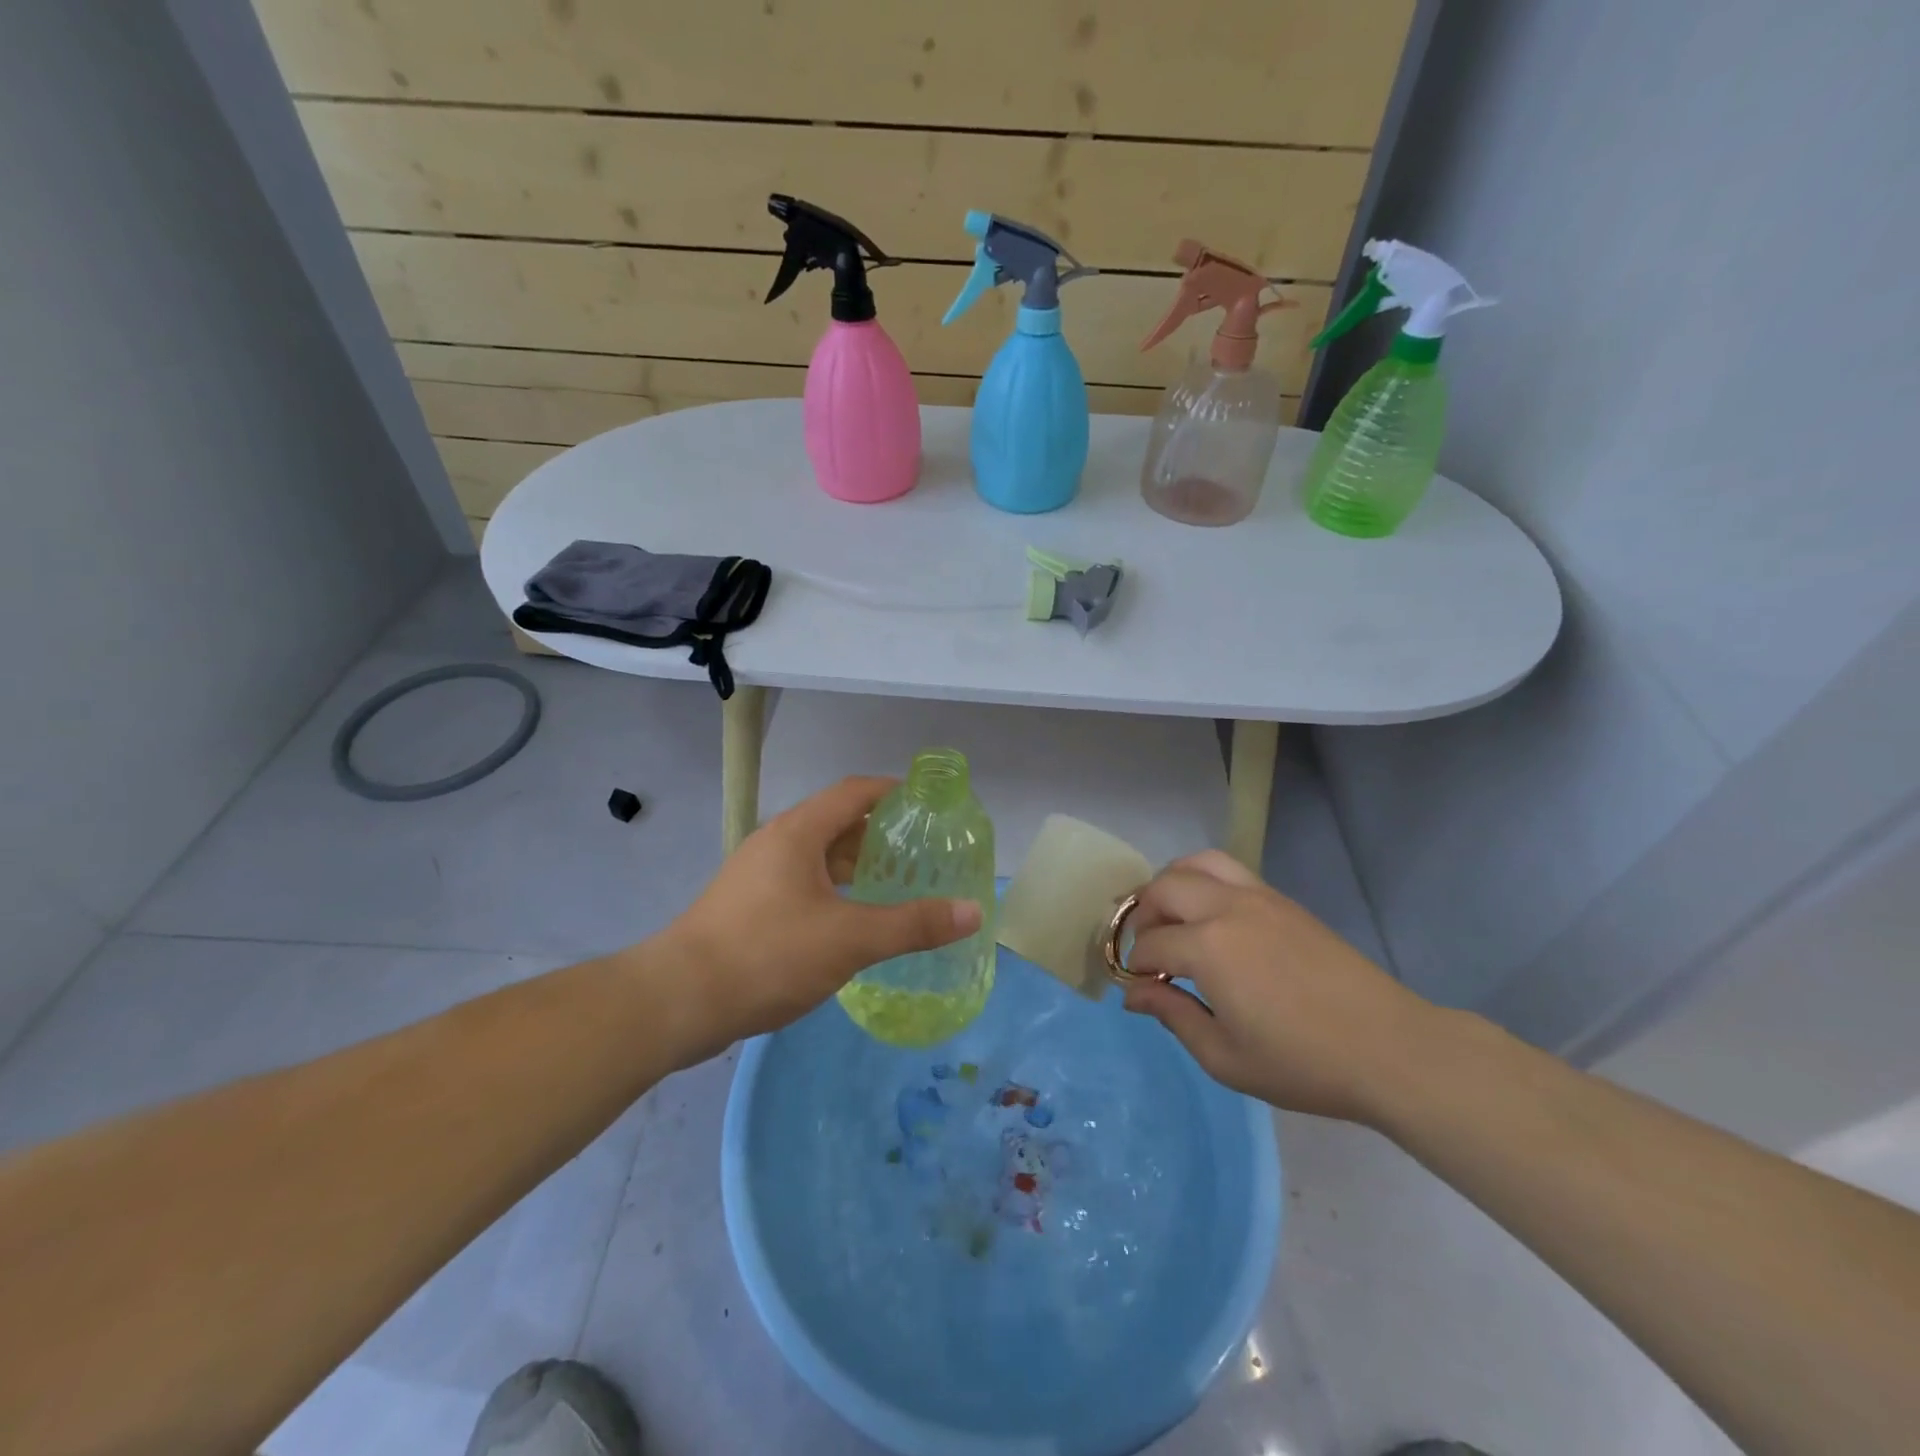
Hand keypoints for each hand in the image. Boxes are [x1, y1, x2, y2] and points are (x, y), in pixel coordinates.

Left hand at [659, 776, 982, 1063]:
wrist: (678, 1001)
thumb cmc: (768, 954)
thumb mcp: (850, 939)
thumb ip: (913, 924)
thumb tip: (973, 911)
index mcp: (798, 832)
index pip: (854, 792)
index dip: (893, 791)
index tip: (929, 804)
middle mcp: (776, 843)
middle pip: (837, 823)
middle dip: (880, 835)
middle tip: (922, 855)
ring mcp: (757, 875)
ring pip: (818, 857)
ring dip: (856, 867)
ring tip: (896, 888)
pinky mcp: (747, 907)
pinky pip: (802, 884)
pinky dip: (834, 892)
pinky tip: (852, 923)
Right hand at [1121, 850, 1440, 1124]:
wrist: (1389, 1048)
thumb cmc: (1302, 1063)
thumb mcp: (1225, 1057)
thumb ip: (1173, 1016)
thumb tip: (1134, 994)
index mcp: (1208, 948)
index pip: (1150, 944)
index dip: (1135, 967)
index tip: (1138, 989)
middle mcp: (1226, 908)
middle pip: (1163, 888)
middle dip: (1142, 916)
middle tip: (1147, 951)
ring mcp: (1258, 897)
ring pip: (1195, 863)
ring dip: (1171, 885)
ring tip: (1171, 918)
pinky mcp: (1282, 900)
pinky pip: (1228, 870)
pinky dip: (1203, 880)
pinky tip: (1211, 917)